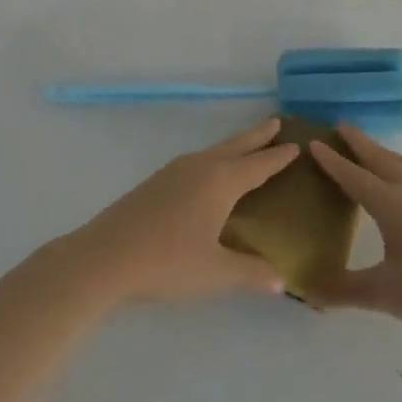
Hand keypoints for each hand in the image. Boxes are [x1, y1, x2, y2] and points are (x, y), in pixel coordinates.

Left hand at [65, 119, 298, 306]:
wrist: (105, 257)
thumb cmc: (167, 262)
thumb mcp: (215, 272)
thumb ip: (250, 272)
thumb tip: (280, 279)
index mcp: (220, 181)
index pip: (257, 165)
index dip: (277, 157)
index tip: (296, 144)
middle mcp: (200, 167)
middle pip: (235, 146)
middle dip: (257, 135)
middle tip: (276, 122)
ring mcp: (174, 171)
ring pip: (214, 151)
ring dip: (234, 146)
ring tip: (246, 146)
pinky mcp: (156, 182)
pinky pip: (197, 161)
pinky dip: (214, 158)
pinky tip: (207, 174)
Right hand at [307, 125, 401, 337]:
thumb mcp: (385, 293)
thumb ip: (345, 290)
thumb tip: (308, 291)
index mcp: (389, 203)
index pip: (353, 176)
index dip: (332, 161)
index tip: (313, 141)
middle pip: (379, 158)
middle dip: (358, 142)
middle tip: (340, 126)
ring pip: (401, 164)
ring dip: (381, 151)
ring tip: (369, 148)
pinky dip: (399, 166)